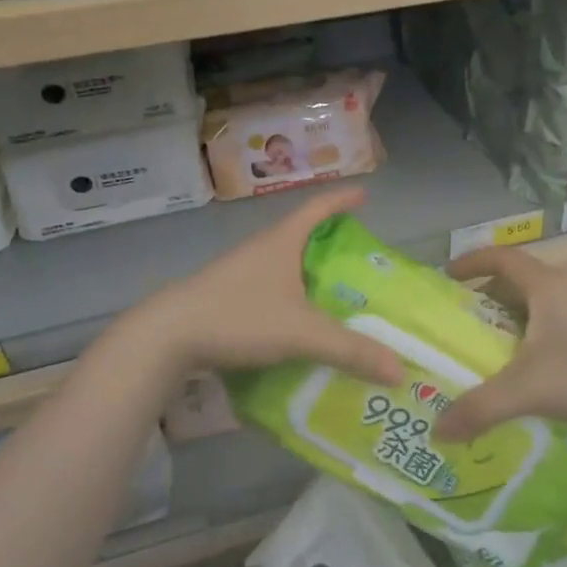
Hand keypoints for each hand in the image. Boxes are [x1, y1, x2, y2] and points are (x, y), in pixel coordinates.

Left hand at [129, 186, 404, 386]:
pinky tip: (296, 326)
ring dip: (307, 274)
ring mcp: (239, 272)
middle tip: (358, 261)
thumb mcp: (301, 333)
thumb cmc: (238, 316)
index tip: (364, 196)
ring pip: (283, 266)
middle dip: (330, 243)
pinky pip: (267, 289)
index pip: (318, 208)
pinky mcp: (224, 296)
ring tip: (333, 297)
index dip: (342, 201)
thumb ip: (350, 351)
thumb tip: (400, 370)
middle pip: (301, 236)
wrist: (167, 336)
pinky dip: (288, 299)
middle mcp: (260, 250)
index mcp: (281, 242)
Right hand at [434, 245, 566, 442]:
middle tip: (457, 327)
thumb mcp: (532, 389)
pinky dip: (532, 343)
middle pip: (516, 283)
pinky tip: (528, 378)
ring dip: (509, 324)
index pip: (500, 257)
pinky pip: (555, 330)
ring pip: (537, 309)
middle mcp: (566, 291)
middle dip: (484, 300)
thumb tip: (437, 430)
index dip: (470, 262)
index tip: (445, 278)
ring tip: (486, 355)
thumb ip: (481, 408)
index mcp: (546, 286)